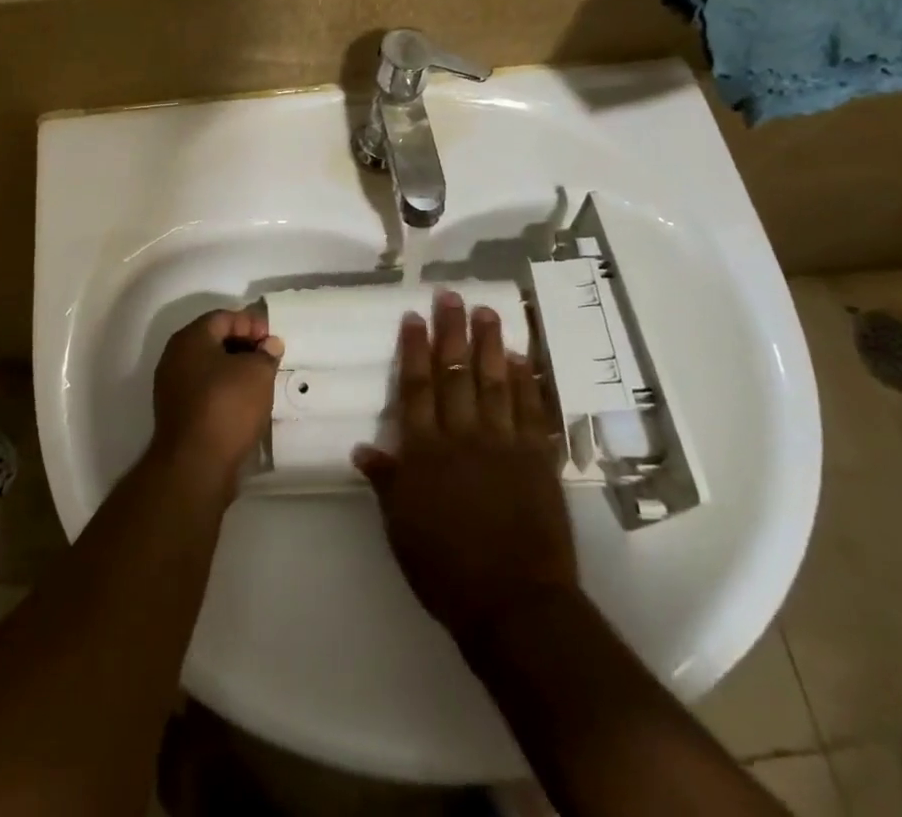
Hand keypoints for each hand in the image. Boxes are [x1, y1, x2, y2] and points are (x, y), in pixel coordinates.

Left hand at [151, 308, 283, 490]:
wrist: (195, 465)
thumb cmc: (226, 407)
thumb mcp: (257, 373)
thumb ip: (266, 353)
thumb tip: (269, 344)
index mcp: (190, 339)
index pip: (223, 317)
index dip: (251, 323)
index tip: (274, 340)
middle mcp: (175, 357)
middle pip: (214, 340)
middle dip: (244, 345)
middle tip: (270, 358)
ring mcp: (172, 387)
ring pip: (209, 367)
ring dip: (235, 370)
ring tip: (261, 381)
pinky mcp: (177, 413)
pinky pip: (205, 390)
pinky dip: (225, 390)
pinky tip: (245, 403)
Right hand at [354, 289, 576, 641]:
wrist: (515, 605)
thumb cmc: (446, 569)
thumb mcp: (401, 528)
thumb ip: (386, 482)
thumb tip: (364, 447)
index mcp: (424, 451)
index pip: (416, 388)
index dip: (414, 350)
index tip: (414, 317)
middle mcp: (462, 436)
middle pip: (456, 374)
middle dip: (452, 332)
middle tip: (451, 296)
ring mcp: (504, 444)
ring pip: (495, 382)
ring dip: (490, 344)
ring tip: (487, 311)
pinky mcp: (537, 459)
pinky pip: (531, 411)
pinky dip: (526, 383)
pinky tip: (522, 359)